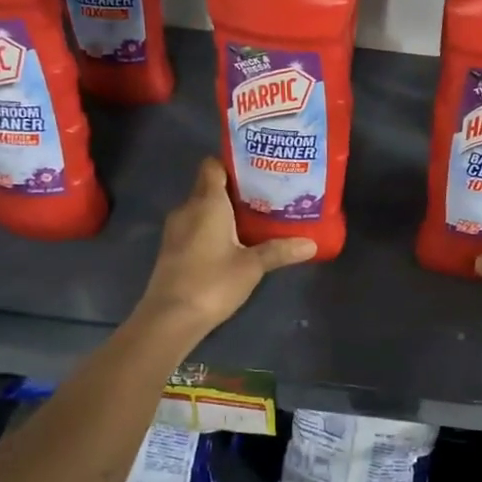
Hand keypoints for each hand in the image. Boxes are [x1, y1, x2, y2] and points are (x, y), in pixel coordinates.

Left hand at [138, 159, 316, 334]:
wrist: (169, 318)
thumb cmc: (212, 282)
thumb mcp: (252, 266)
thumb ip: (279, 251)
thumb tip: (312, 244)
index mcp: (207, 202)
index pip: (213, 166)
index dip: (233, 163)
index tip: (257, 169)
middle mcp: (188, 208)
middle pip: (209, 186)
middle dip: (235, 188)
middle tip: (266, 193)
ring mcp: (176, 229)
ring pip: (202, 207)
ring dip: (224, 210)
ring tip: (255, 216)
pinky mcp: (173, 248)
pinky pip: (195, 225)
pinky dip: (213, 227)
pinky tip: (234, 241)